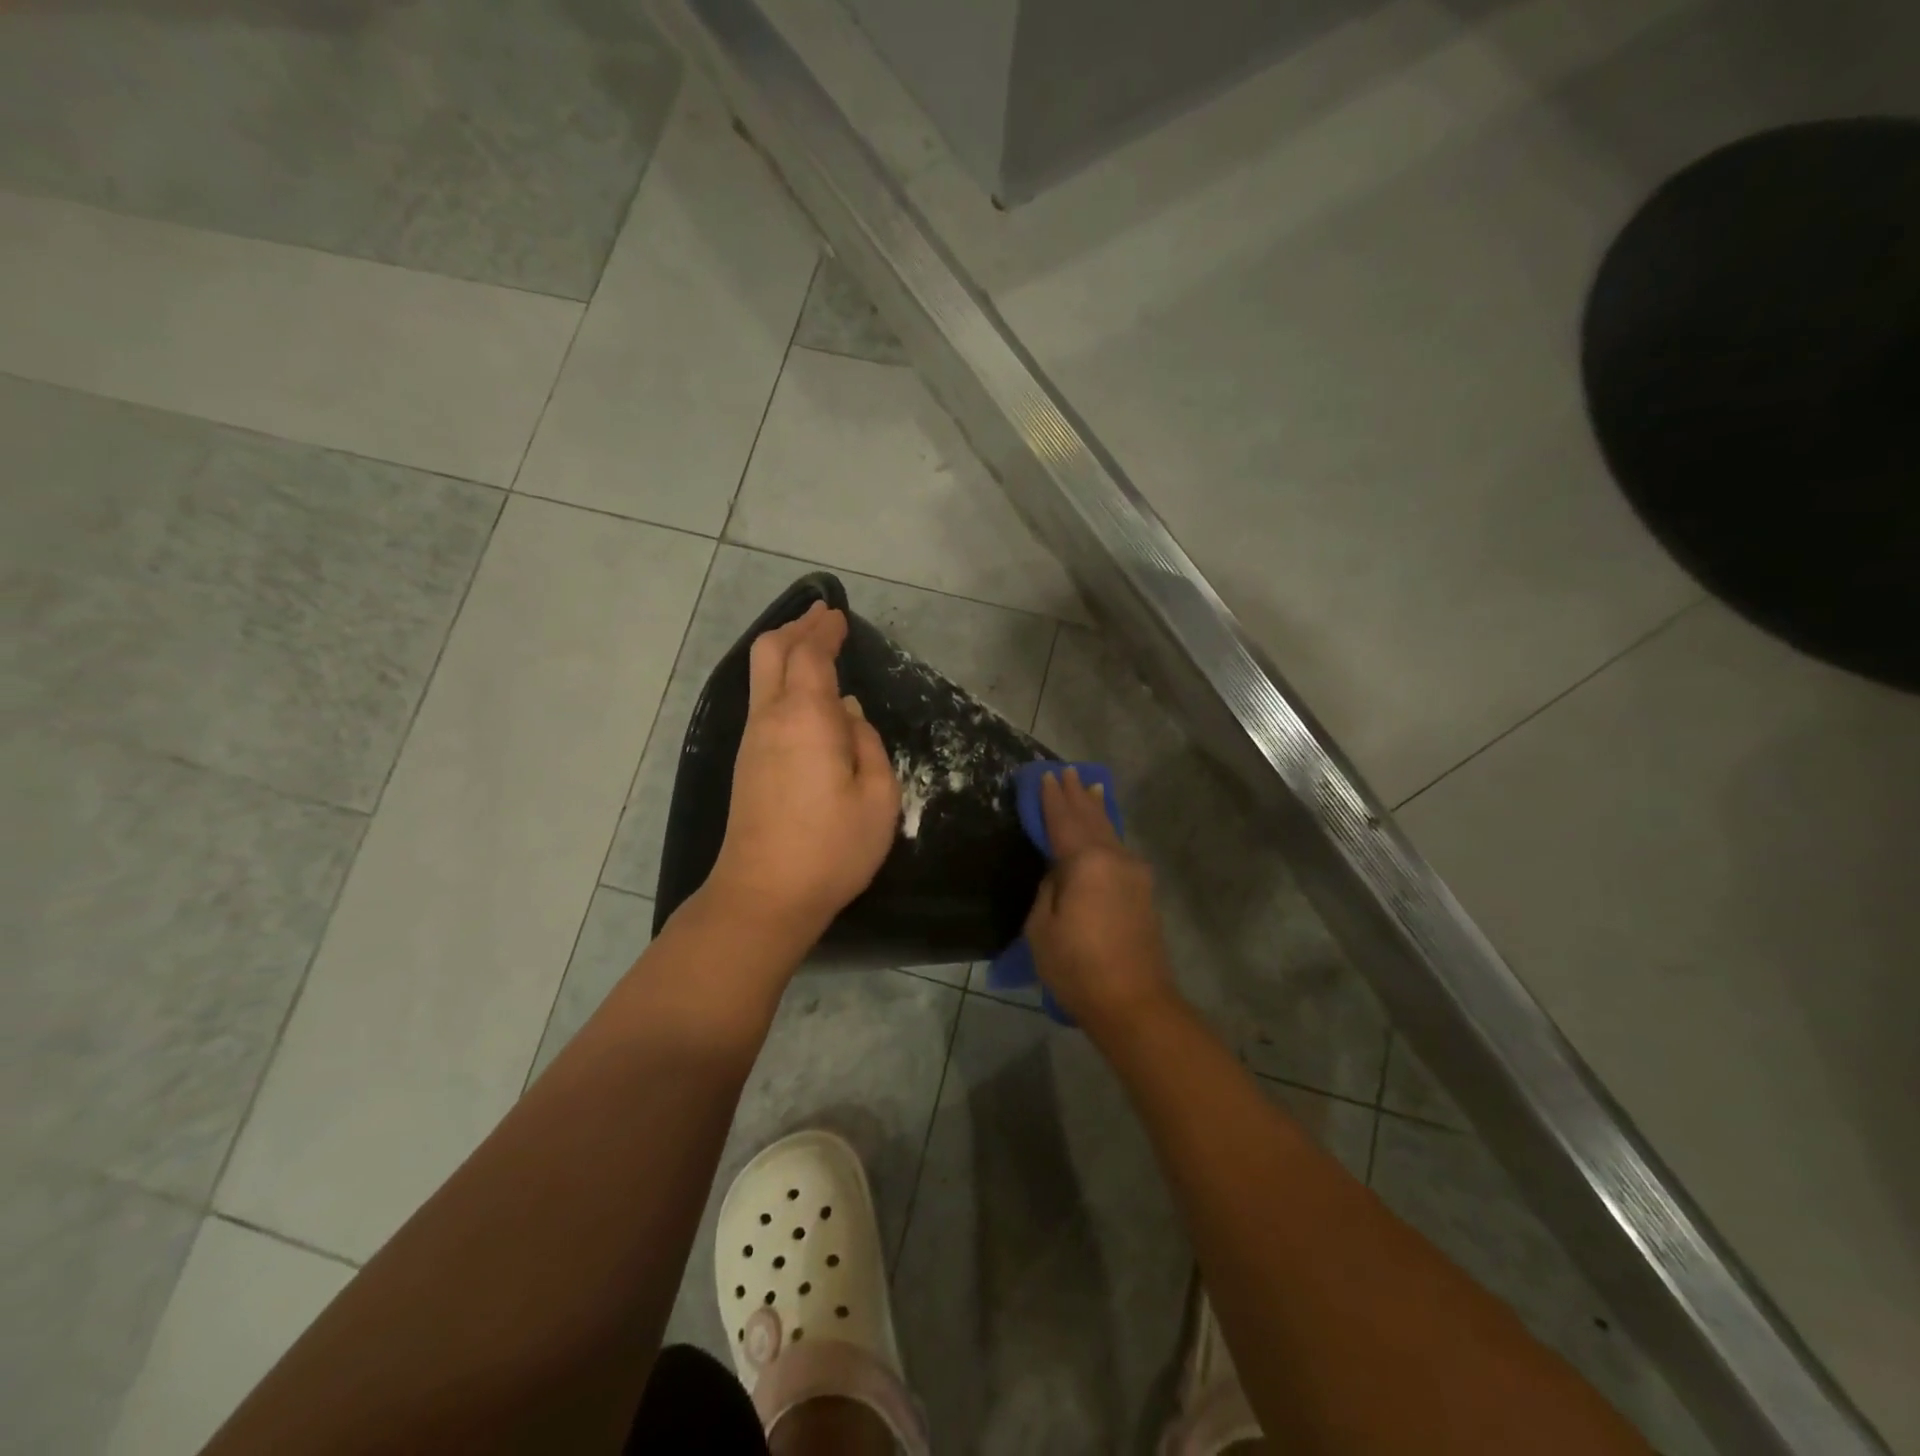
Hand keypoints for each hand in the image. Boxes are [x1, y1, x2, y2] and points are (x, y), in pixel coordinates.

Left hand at [704, 603, 899, 945]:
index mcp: (807, 717)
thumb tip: (848, 715)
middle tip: (820, 616)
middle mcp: (772, 718)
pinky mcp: (747, 763)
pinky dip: (780, 679)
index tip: (839, 616)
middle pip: (771, 652)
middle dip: (796, 628)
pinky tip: (802, 692)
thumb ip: (868, 745)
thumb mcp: (878, 797)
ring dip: (785, 651)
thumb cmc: (832, 847)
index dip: (825, 631)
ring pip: (761, 676)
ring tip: (812, 643)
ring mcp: (753, 740)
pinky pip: (761, 700)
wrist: (764, 895)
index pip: (811, 655)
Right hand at [1024, 767, 1179, 1034]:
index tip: (1045, 776)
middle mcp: (1114, 859)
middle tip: (1066, 771)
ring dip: (1097, 809)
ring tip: (1091, 786)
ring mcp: (1134, 874)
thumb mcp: (1043, 928)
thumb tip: (1060, 873)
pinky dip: (1108, 830)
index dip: (1051, 799)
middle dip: (1076, 795)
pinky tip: (1107, 828)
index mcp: (1086, 863)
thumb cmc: (1078, 967)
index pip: (1063, 821)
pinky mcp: (1143, 892)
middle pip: (1091, 819)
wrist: (1135, 1003)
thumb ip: (1049, 890)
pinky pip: (1119, 849)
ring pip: (1110, 832)